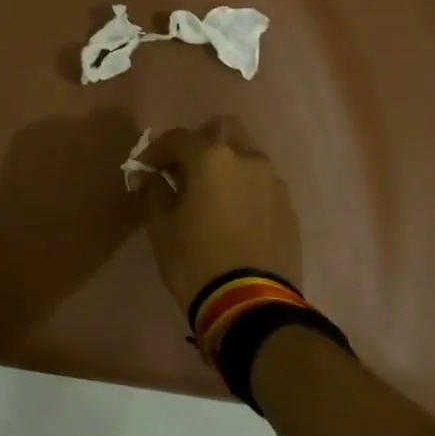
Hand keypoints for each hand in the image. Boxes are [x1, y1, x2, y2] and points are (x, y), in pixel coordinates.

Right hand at [140, 117, 301, 312]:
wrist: (251, 305)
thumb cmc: (195, 261)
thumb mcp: (160, 227)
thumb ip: (153, 192)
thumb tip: (150, 177)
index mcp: (211, 158)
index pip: (177, 138)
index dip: (156, 151)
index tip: (145, 170)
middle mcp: (247, 159)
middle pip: (223, 130)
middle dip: (200, 143)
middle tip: (183, 171)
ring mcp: (273, 183)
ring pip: (246, 156)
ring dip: (226, 166)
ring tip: (211, 196)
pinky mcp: (289, 208)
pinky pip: (262, 185)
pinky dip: (245, 190)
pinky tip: (234, 217)